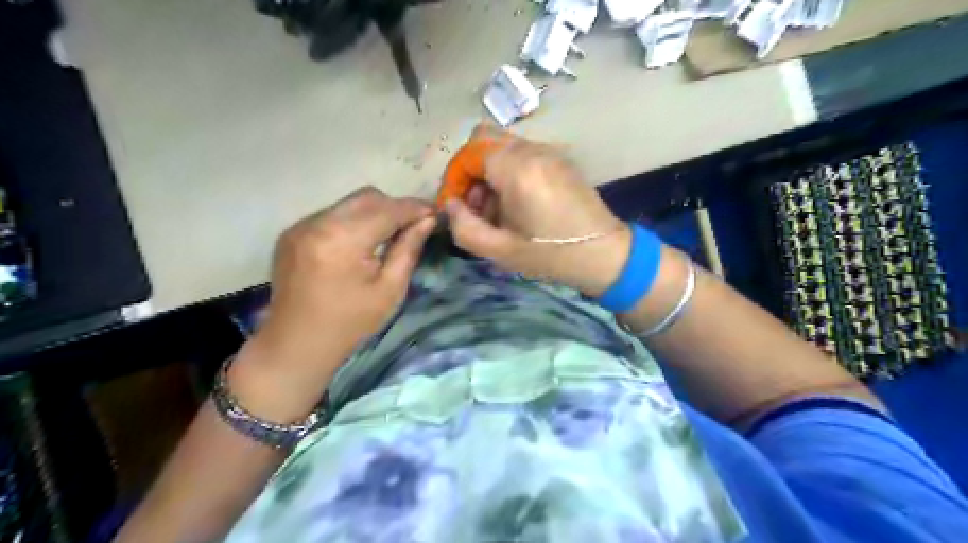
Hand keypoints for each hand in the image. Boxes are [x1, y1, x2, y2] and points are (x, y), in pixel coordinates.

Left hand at [249, 186, 434, 386]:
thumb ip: (408, 248)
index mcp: (343, 240)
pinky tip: (360, 243)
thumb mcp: (390, 290)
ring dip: (374, 212)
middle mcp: (318, 223)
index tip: (435, 213)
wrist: (296, 345)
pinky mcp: (292, 232)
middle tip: (414, 226)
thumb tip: (427, 220)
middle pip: (367, 197)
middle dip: (395, 207)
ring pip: (349, 203)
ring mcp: (301, 226)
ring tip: (389, 234)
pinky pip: (332, 214)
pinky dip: (352, 221)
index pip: (388, 209)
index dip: (415, 208)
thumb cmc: (350, 323)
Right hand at [443, 123, 631, 297]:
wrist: (605, 255)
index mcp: (518, 169)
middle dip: (470, 169)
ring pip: (503, 145)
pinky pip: (523, 153)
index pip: (470, 153)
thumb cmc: (551, 255)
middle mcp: (533, 150)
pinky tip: (517, 203)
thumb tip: (450, 205)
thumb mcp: (500, 251)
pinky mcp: (560, 160)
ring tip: (496, 209)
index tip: (456, 206)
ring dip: (489, 170)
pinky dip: (509, 170)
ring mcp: (550, 152)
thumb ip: (464, 227)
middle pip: (485, 138)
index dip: (455, 177)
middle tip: (475, 205)